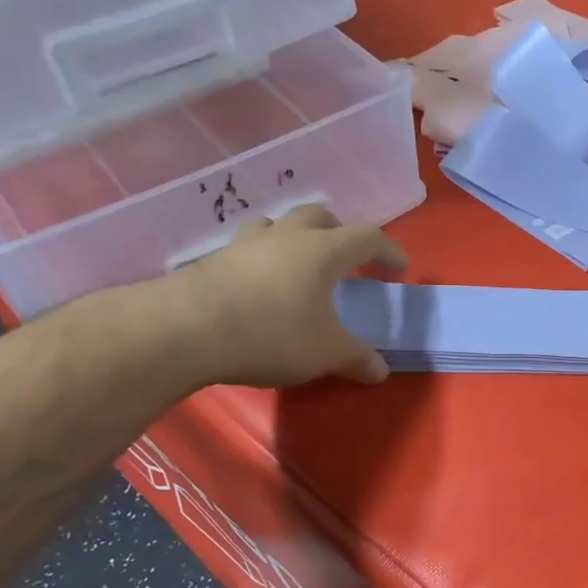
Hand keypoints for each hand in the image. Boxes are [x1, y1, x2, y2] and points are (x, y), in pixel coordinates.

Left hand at [149, 203, 408, 389]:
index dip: (389, 249)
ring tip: (299, 262)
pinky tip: (259, 283)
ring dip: (295, 236)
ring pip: (277, 224)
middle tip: (347, 256)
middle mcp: (286, 237)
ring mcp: (246, 244)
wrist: (187, 330)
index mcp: (323, 250)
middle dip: (339, 231)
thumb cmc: (272, 333)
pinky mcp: (214, 260)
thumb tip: (381, 371)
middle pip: (319, 216)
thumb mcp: (326, 352)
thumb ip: (357, 358)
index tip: (400, 267)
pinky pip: (247, 247)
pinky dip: (263, 257)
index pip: (367, 236)